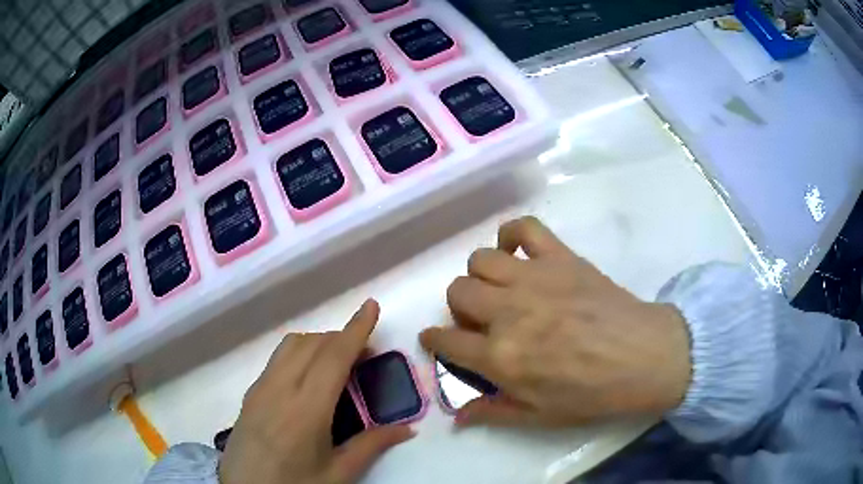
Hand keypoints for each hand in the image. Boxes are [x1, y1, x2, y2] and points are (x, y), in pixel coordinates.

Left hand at [220, 300, 413, 483]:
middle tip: (365, 354)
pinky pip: (278, 358)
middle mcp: (280, 388)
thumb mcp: (337, 473)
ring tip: (337, 363)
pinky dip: (300, 353)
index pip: (334, 357)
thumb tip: (407, 429)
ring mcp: (261, 387)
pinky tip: (308, 379)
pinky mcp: (250, 392)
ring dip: (319, 342)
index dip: (355, 329)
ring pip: (292, 345)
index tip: (371, 306)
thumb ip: (371, 446)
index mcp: (307, 410)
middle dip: (342, 337)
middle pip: (313, 344)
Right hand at [420, 217, 691, 426]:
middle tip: (481, 319)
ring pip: (479, 259)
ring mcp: (533, 278)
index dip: (435, 340)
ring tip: (500, 289)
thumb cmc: (593, 393)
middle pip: (457, 292)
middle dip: (460, 308)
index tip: (437, 339)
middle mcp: (508, 312)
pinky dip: (511, 235)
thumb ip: (493, 413)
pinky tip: (517, 253)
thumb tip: (457, 416)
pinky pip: (522, 228)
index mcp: (501, 356)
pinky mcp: (559, 257)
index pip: (446, 340)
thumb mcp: (540, 416)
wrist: (644, 356)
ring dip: (481, 276)